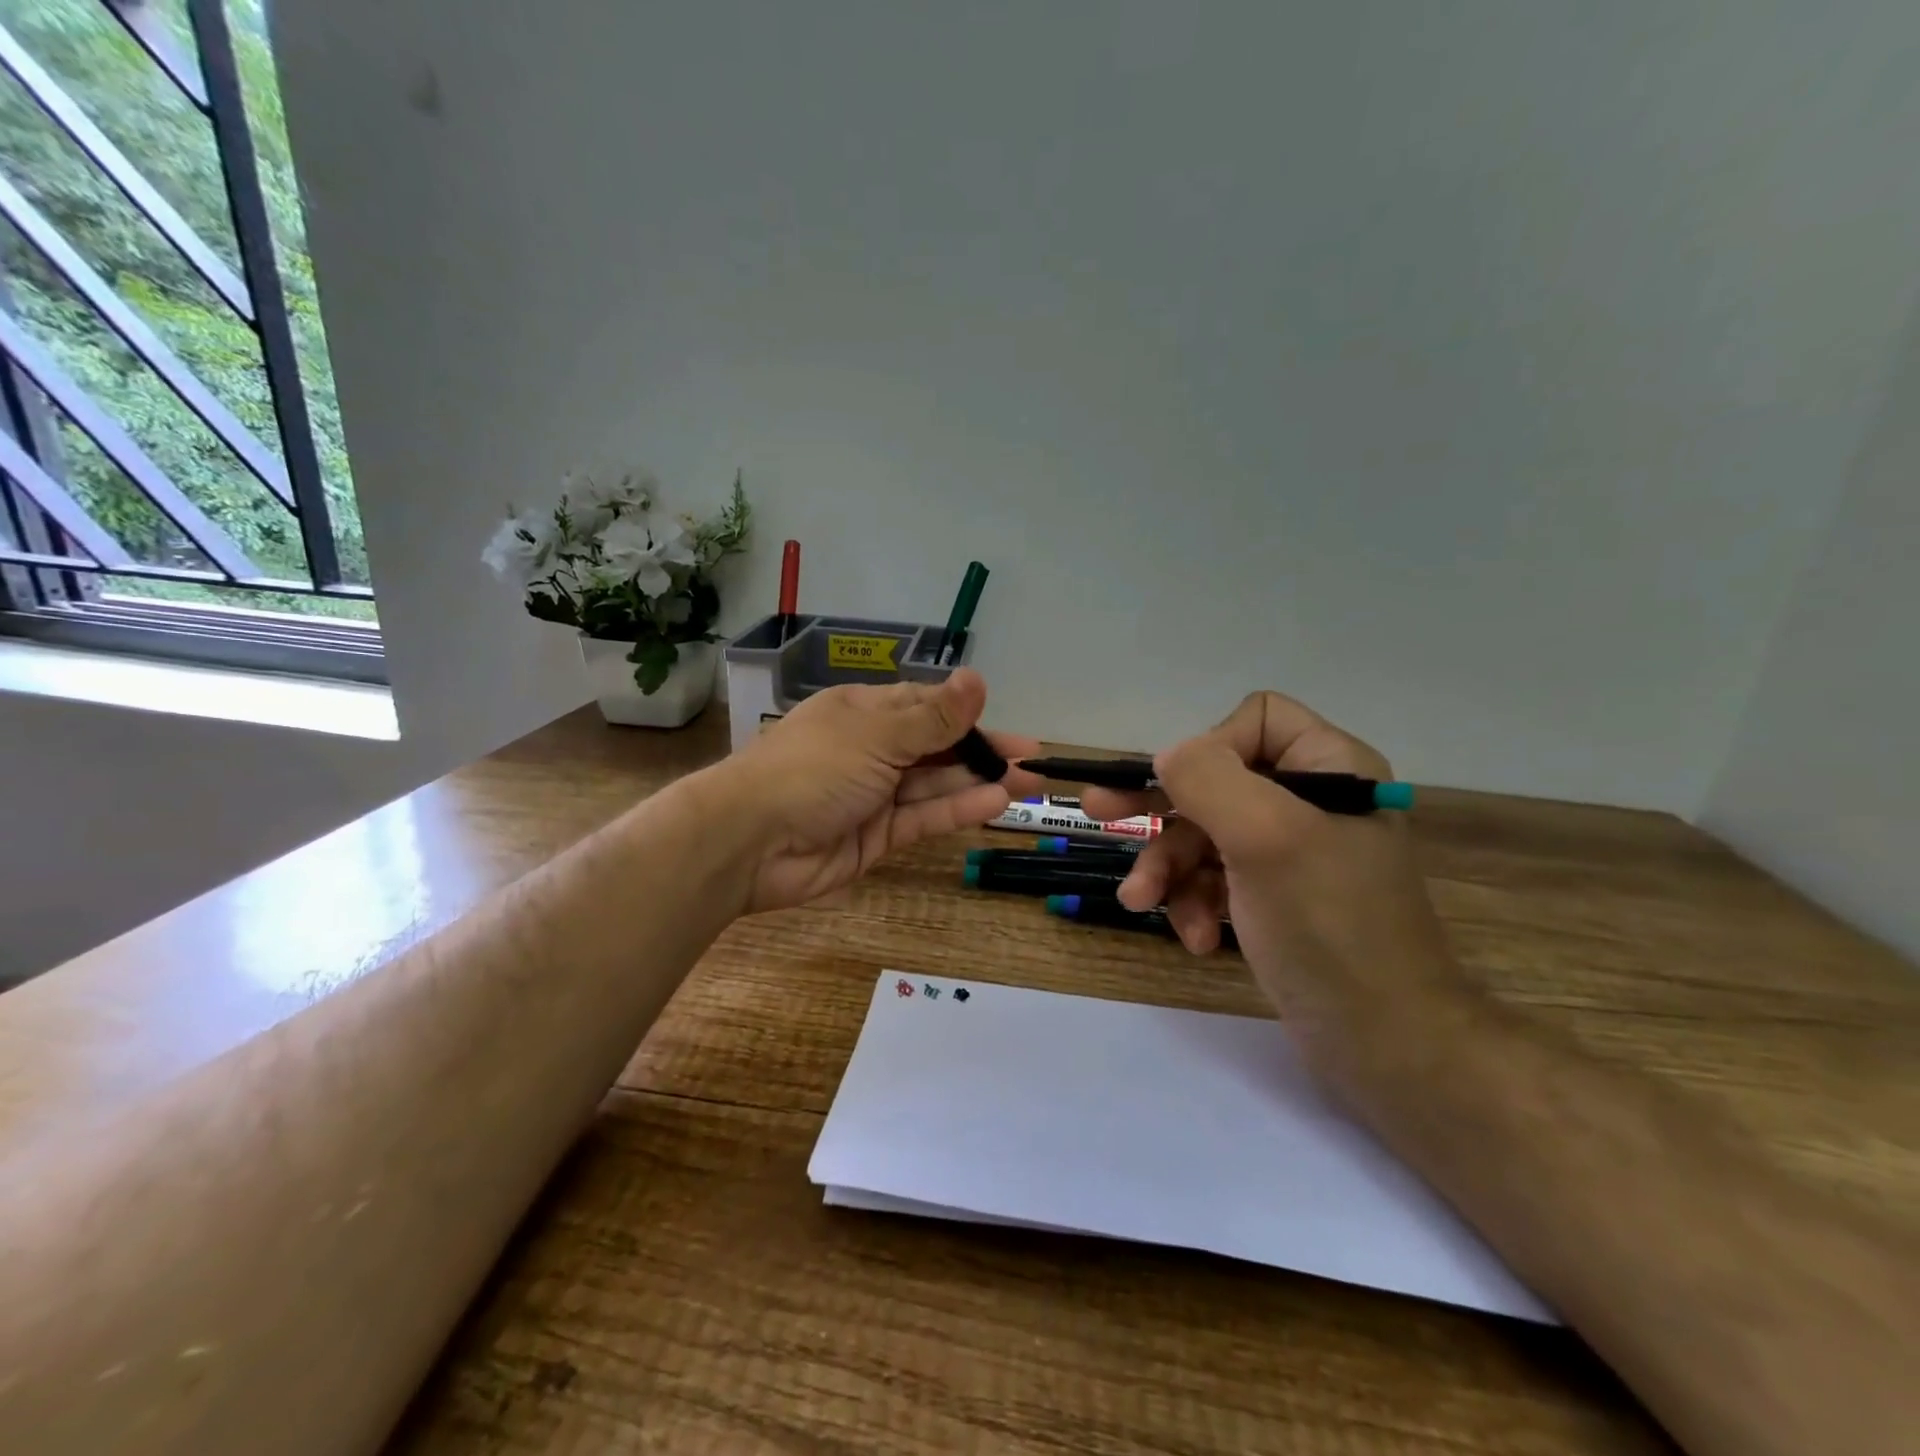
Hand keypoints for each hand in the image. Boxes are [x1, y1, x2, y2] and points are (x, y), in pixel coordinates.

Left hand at [710, 669, 1042, 913]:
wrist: (748, 842)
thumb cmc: (812, 769)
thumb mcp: (877, 733)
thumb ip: (933, 718)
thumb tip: (978, 677)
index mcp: (864, 713)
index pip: (926, 707)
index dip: (968, 715)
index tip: (1008, 727)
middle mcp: (871, 750)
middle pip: (937, 747)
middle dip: (983, 752)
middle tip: (1032, 762)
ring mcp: (873, 795)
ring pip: (934, 785)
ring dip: (978, 782)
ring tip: (1026, 784)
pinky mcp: (875, 837)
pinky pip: (922, 819)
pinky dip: (956, 810)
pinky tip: (994, 804)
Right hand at [1080, 691, 1456, 1071]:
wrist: (1384, 1044)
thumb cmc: (1329, 926)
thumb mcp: (1267, 839)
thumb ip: (1209, 781)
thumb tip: (1167, 756)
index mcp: (1330, 769)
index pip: (1255, 721)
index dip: (1212, 749)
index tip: (1183, 791)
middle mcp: (1310, 802)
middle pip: (1216, 780)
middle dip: (1160, 808)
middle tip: (1097, 811)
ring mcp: (1289, 853)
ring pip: (1203, 834)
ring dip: (1169, 870)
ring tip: (1140, 904)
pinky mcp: (1272, 898)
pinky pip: (1214, 878)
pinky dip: (1194, 904)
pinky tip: (1194, 938)